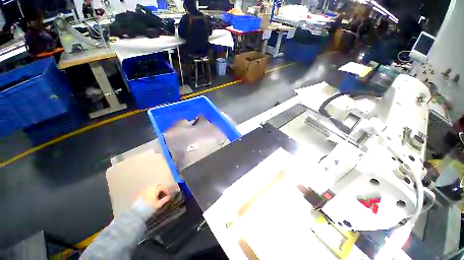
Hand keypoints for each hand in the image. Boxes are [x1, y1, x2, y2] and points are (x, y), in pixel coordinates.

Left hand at [138, 185, 170, 209]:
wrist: (137, 212)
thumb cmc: (150, 208)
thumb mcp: (159, 204)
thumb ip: (165, 199)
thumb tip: (169, 196)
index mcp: (155, 190)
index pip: (163, 187)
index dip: (166, 190)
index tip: (167, 194)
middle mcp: (150, 188)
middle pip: (157, 185)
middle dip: (161, 187)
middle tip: (163, 192)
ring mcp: (145, 190)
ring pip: (152, 187)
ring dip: (156, 189)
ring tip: (157, 194)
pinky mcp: (141, 193)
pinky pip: (147, 190)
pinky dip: (151, 191)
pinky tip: (151, 196)